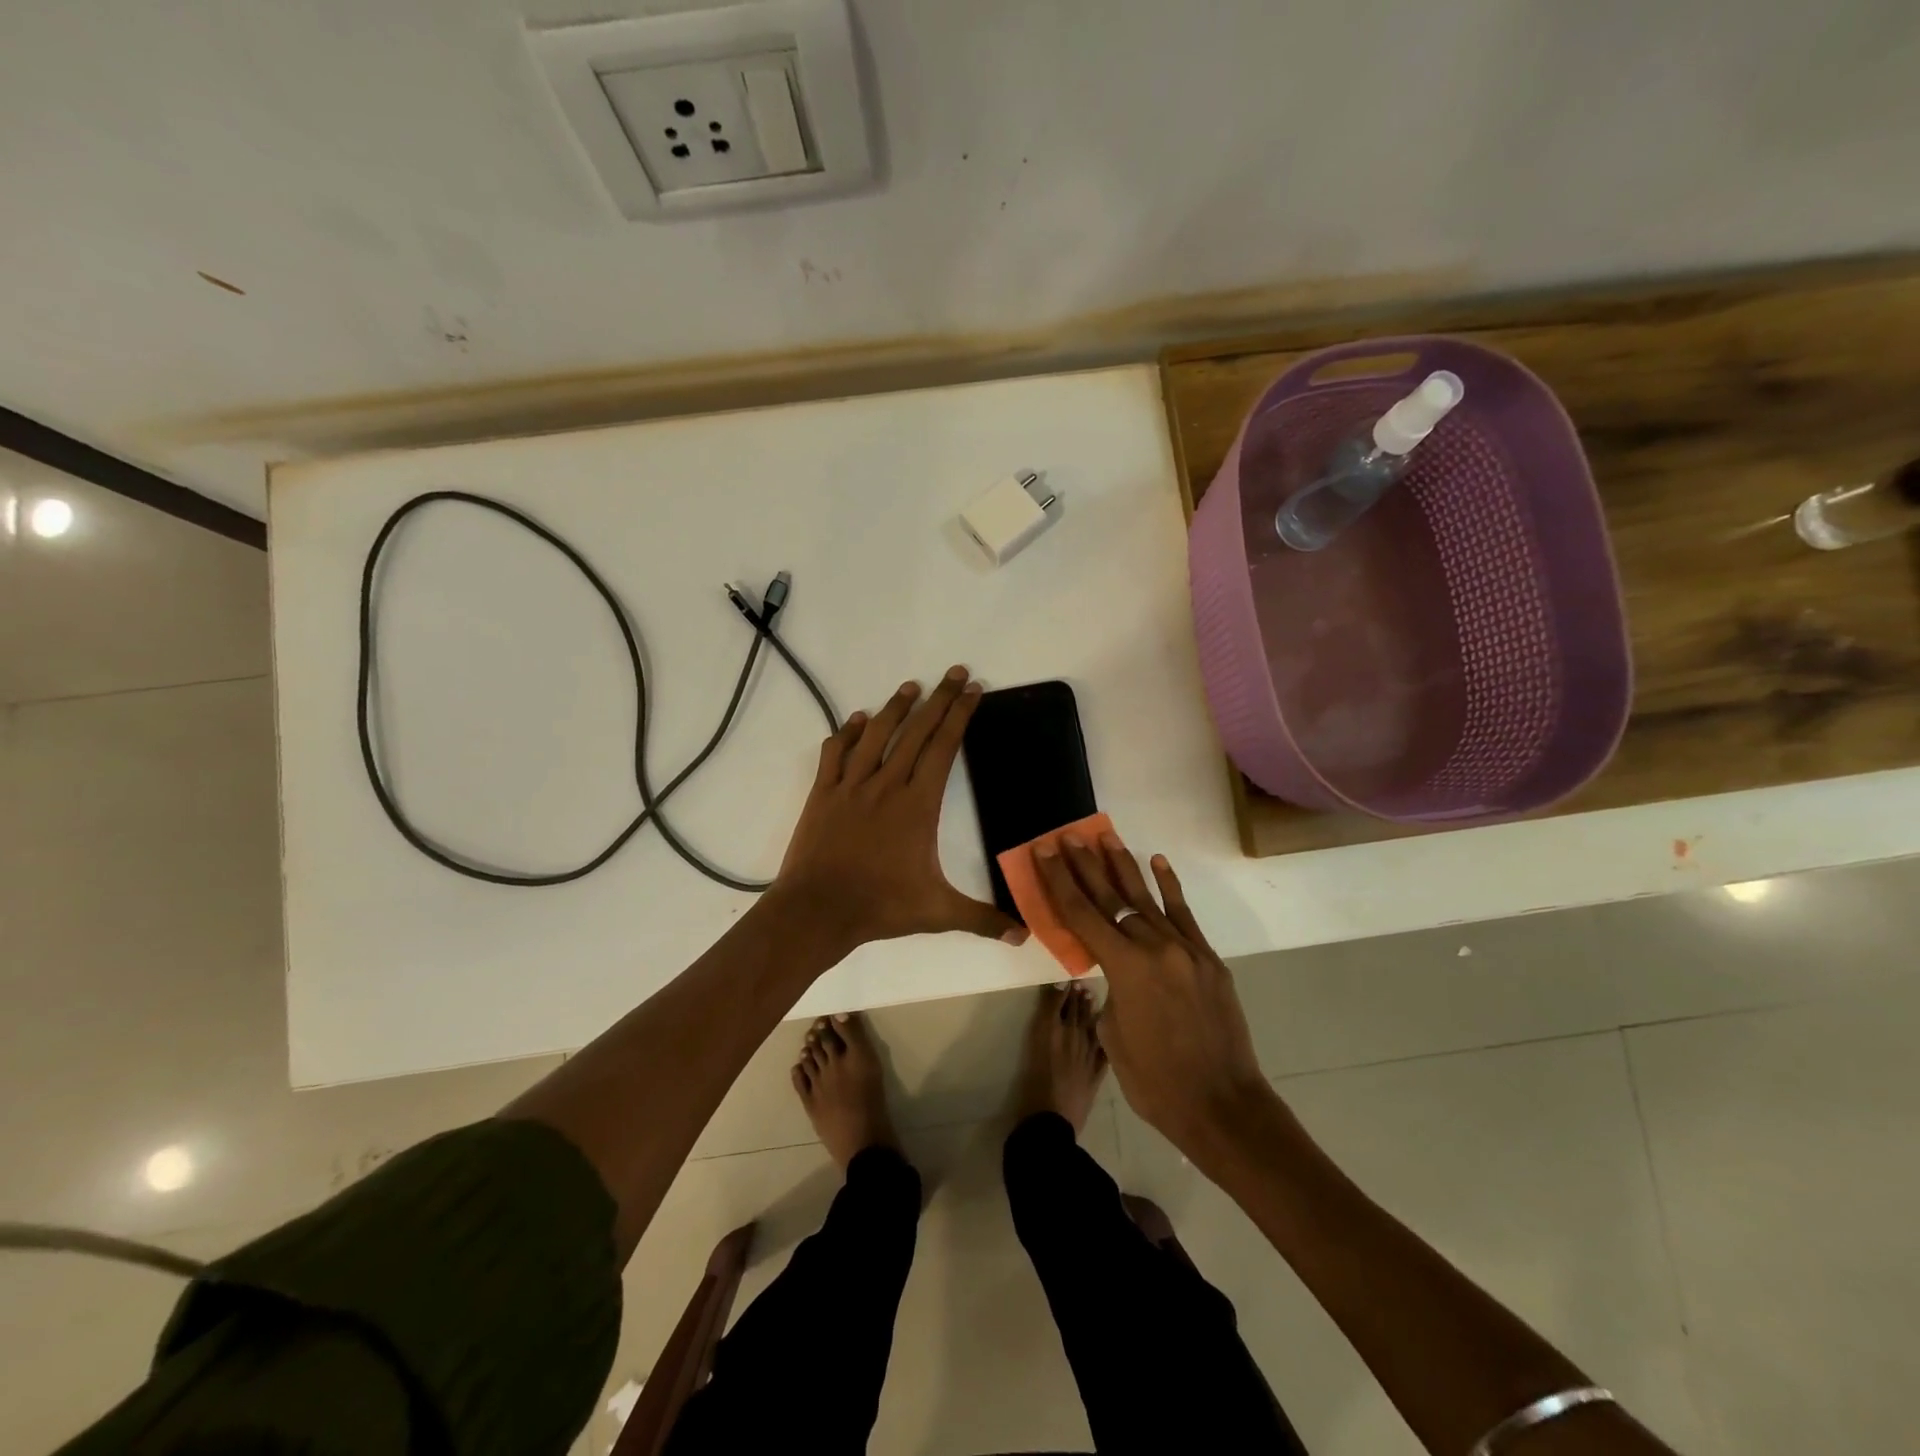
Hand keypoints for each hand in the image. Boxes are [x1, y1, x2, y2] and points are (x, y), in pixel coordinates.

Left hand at [771, 666, 1024, 950]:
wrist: (817, 910)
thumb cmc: (880, 906)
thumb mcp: (938, 912)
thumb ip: (981, 918)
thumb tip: (1023, 936)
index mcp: (918, 804)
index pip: (944, 748)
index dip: (960, 716)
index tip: (973, 690)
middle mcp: (887, 784)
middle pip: (917, 731)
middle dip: (939, 699)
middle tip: (954, 672)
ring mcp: (852, 785)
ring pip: (877, 734)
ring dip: (895, 708)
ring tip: (911, 687)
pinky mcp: (823, 793)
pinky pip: (836, 753)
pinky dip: (846, 732)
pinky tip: (855, 720)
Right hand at [1032, 833, 1279, 1162]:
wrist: (1222, 1105)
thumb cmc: (1155, 1081)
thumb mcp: (1113, 1033)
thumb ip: (1110, 989)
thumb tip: (1115, 970)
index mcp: (1124, 968)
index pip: (1082, 914)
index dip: (1060, 880)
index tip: (1047, 851)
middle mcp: (1154, 947)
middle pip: (1111, 898)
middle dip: (1086, 865)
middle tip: (1069, 836)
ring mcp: (1185, 949)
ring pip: (1147, 899)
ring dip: (1124, 867)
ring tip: (1106, 838)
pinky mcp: (1208, 958)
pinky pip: (1184, 914)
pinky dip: (1169, 887)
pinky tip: (1157, 862)